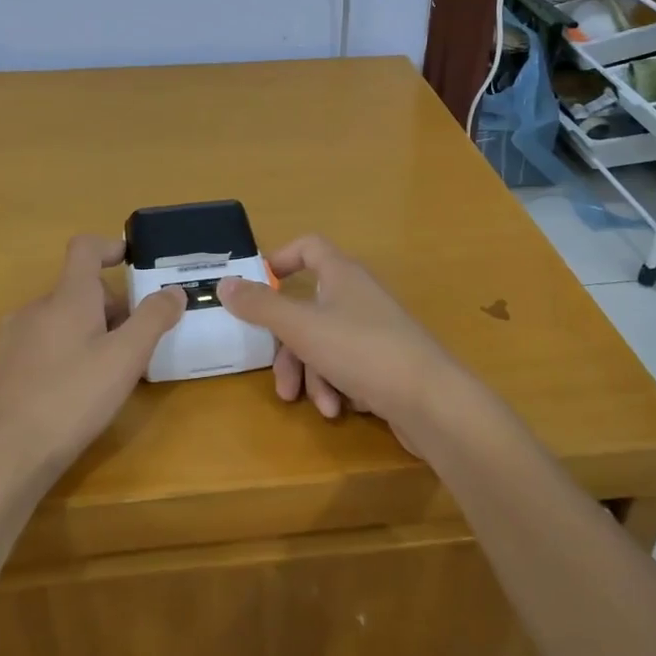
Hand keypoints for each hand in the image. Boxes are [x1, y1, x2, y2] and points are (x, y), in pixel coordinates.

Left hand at [0, 235, 184, 473]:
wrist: (5, 455)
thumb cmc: (73, 398)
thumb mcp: (126, 359)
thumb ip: (153, 318)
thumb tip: (174, 290)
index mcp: (67, 297)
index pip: (85, 249)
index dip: (110, 247)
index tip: (131, 262)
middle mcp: (34, 307)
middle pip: (77, 291)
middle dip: (108, 308)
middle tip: (132, 345)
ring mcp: (9, 337)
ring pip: (57, 320)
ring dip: (84, 332)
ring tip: (102, 373)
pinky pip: (35, 345)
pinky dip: (58, 353)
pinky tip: (66, 392)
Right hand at [216, 236, 462, 441]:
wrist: (432, 402)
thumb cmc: (362, 351)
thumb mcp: (302, 327)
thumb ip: (261, 306)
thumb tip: (224, 283)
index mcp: (342, 275)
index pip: (309, 247)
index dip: (281, 260)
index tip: (257, 287)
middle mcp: (358, 297)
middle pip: (307, 310)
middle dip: (290, 349)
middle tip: (281, 381)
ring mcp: (374, 331)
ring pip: (324, 345)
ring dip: (313, 376)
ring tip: (320, 405)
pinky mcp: (385, 363)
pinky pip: (347, 367)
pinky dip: (337, 386)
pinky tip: (341, 408)